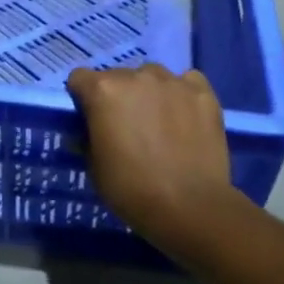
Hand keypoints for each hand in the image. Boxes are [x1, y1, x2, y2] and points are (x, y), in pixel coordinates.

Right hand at [66, 63, 235, 237]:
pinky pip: (187, 82)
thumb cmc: (132, 189)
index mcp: (103, 90)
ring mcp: (172, 82)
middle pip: (118, 76)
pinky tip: (186, 117)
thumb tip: (85, 133)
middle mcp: (136, 76)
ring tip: (160, 122)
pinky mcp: (203, 92)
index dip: (83, 99)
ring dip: (149, 93)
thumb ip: (87, 139)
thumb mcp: (94, 168)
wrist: (190, 207)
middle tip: (127, 127)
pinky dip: (182, 94)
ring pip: (152, 76)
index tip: (90, 119)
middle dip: (118, 96)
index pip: (80, 79)